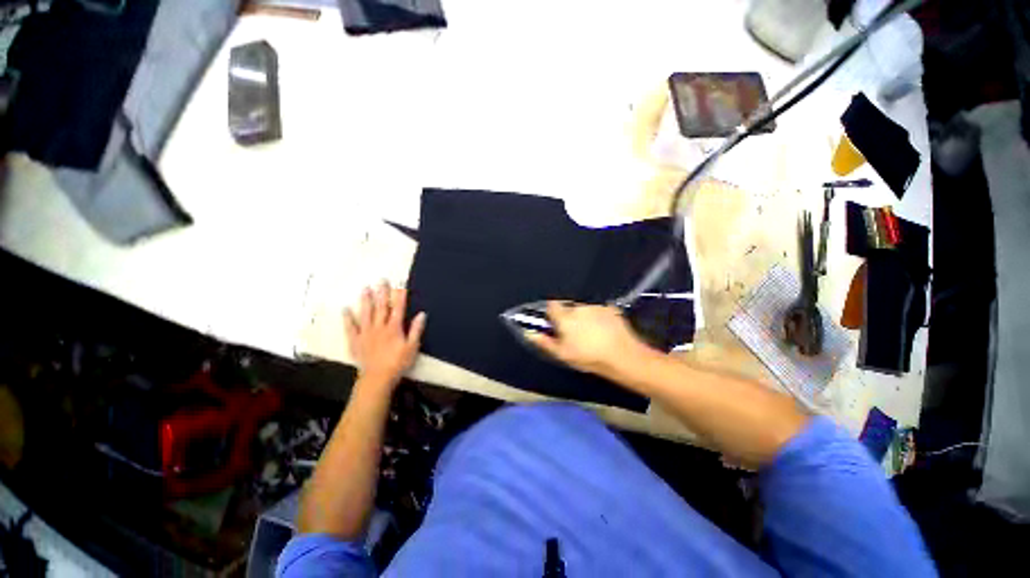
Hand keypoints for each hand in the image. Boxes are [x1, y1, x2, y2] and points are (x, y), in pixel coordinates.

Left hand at [344, 281, 426, 390]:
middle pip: (381, 307)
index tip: (400, 285)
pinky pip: (350, 328)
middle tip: (381, 280)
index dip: (399, 296)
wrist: (377, 378)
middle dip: (382, 293)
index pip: (398, 308)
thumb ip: (416, 330)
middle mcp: (379, 327)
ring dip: (366, 301)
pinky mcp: (355, 341)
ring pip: (365, 313)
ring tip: (365, 289)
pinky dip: (347, 318)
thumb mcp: (412, 347)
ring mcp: (365, 333)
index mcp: (394, 328)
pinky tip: (345, 309)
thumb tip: (422, 314)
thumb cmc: (398, 362)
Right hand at [525, 302, 651, 376]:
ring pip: (583, 309)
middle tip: (573, 333)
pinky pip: (598, 311)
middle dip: (568, 316)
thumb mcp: (562, 354)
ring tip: (591, 333)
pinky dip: (597, 318)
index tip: (554, 324)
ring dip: (583, 317)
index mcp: (565, 317)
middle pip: (568, 307)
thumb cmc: (588, 356)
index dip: (551, 313)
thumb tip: (529, 333)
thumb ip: (544, 342)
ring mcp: (596, 306)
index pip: (551, 305)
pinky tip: (604, 331)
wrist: (622, 356)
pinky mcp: (610, 309)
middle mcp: (579, 307)